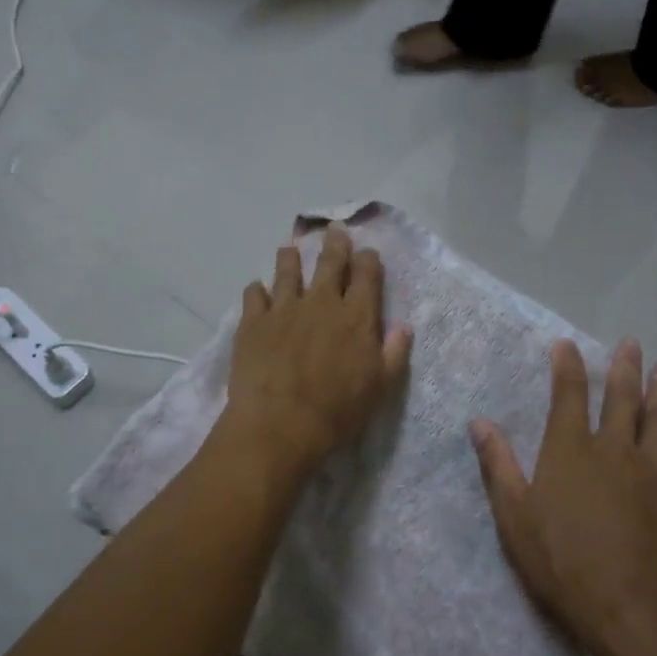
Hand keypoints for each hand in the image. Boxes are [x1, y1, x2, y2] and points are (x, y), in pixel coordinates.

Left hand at [222, 224, 412, 476]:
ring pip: (287, 270)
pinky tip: (257, 291)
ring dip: (290, 258)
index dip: (368, 260)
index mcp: (356, 316)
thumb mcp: (379, 388)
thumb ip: (393, 354)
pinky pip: (254, 294)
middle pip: (329, 262)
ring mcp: (283, 308)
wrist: (279, 424)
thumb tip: (404, 327)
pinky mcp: (252, 321)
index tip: (367, 254)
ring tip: (289, 250)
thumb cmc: (336, 411)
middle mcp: (321, 302)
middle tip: (333, 231)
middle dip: (334, 244)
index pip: (366, 275)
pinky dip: (257, 289)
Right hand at [471, 339, 656, 655]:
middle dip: (624, 367)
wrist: (632, 611)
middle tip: (632, 344)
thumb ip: (498, 466)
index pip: (569, 395)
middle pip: (622, 397)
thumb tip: (480, 422)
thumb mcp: (515, 518)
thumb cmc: (563, 564)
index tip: (567, 345)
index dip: (567, 366)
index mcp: (570, 451)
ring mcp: (653, 470)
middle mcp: (614, 449)